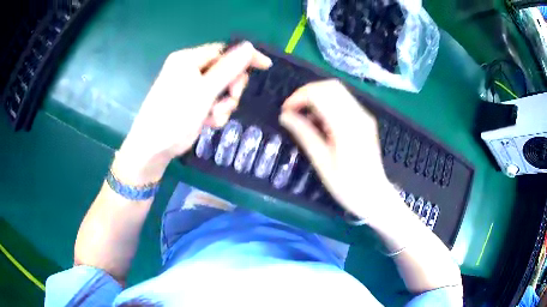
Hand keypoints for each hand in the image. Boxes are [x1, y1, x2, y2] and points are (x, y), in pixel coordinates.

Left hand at [115, 42, 271, 183]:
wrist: (151, 150)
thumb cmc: (174, 118)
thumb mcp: (204, 92)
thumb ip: (228, 69)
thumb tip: (248, 46)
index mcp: (187, 59)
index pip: (223, 51)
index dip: (245, 57)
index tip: (265, 66)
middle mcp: (187, 69)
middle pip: (223, 70)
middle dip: (230, 88)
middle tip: (229, 101)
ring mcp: (187, 86)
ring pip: (219, 89)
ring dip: (223, 105)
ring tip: (214, 119)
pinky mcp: (188, 102)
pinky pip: (211, 101)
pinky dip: (214, 112)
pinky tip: (208, 123)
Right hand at [280, 80, 396, 219]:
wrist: (375, 196)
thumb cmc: (348, 186)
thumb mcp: (322, 163)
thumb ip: (304, 134)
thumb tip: (285, 116)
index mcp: (347, 126)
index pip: (320, 94)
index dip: (299, 97)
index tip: (286, 110)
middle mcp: (358, 115)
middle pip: (330, 86)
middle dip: (307, 92)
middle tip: (293, 110)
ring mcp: (364, 116)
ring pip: (338, 91)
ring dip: (317, 97)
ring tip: (304, 116)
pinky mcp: (365, 120)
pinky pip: (344, 101)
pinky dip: (328, 103)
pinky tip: (319, 121)